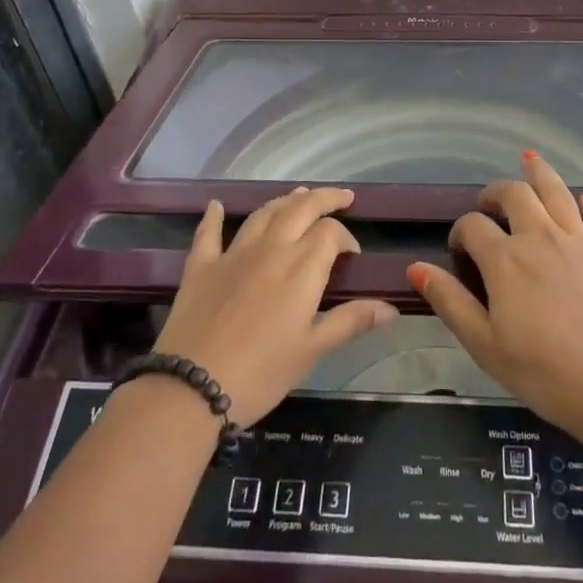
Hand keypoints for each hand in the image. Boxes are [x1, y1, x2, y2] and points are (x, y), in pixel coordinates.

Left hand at [153, 188, 397, 425]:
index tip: (353, 256)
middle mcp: (270, 248)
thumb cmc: (261, 373)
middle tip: (341, 197)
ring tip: (299, 195)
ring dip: (284, 201)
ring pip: (263, 213)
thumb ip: (351, 321)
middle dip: (324, 198)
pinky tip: (216, 206)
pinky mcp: (201, 266)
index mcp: (301, 267)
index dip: (346, 238)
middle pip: (301, 208)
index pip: (331, 233)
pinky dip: (214, 217)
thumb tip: (391, 307)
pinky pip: (209, 234)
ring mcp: (233, 254)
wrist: (191, 387)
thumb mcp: (312, 350)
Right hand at [407, 152, 582, 447]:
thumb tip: (415, 268)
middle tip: (488, 205)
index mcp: (505, 259)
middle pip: (515, 195)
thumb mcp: (484, 344)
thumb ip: (450, 302)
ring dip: (540, 174)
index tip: (458, 253)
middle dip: (495, 193)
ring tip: (530, 161)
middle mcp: (540, 238)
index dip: (460, 233)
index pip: (473, 226)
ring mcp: (578, 243)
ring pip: (557, 193)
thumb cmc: (543, 372)